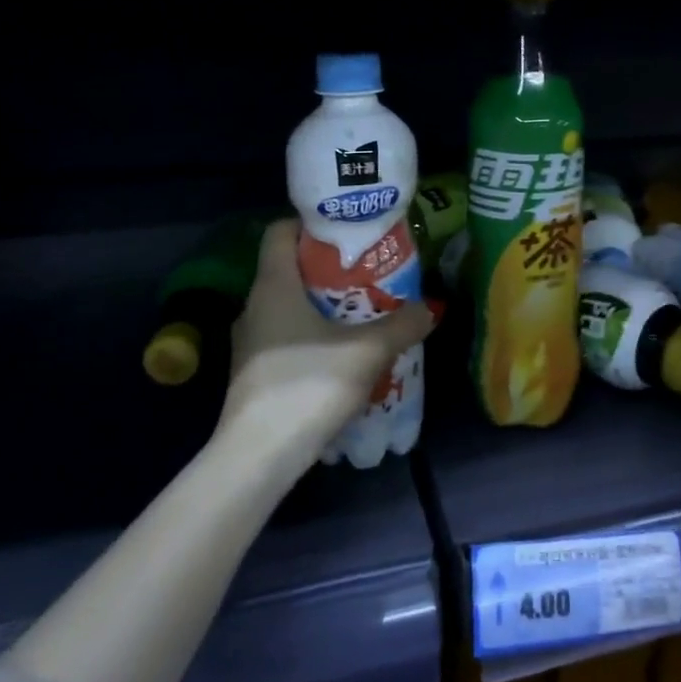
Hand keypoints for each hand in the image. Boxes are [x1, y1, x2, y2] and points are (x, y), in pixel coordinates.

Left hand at [218, 219, 435, 460]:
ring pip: (289, 306)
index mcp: (273, 286)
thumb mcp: (369, 351)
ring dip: (324, 305)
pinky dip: (313, 335)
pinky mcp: (253, 373)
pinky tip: (342, 353)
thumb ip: (403, 324)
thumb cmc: (309, 385)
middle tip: (370, 272)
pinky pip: (286, 337)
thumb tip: (431, 307)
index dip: (312, 223)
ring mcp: (249, 342)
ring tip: (364, 312)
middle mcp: (254, 306)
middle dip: (330, 268)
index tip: (349, 232)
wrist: (258, 458)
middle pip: (290, 269)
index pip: (280, 231)